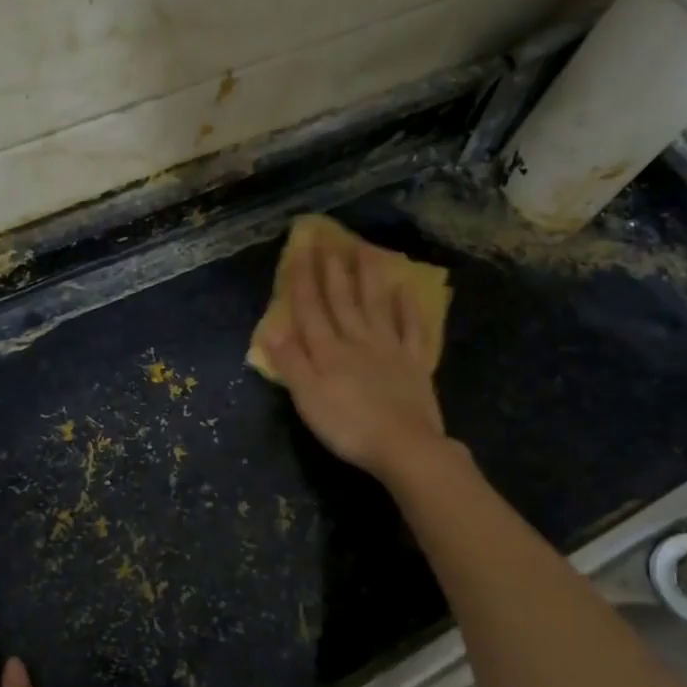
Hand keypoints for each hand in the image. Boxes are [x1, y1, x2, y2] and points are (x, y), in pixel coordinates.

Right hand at [262, 240, 448, 480]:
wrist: (404, 446)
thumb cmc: (347, 426)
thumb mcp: (307, 398)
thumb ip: (289, 362)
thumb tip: (271, 328)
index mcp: (327, 351)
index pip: (310, 308)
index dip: (302, 280)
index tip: (298, 251)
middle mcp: (357, 340)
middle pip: (341, 300)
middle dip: (331, 269)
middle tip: (327, 240)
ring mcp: (389, 349)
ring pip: (375, 305)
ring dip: (367, 277)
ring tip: (363, 249)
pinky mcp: (415, 363)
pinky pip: (411, 328)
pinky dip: (408, 307)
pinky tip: (406, 289)